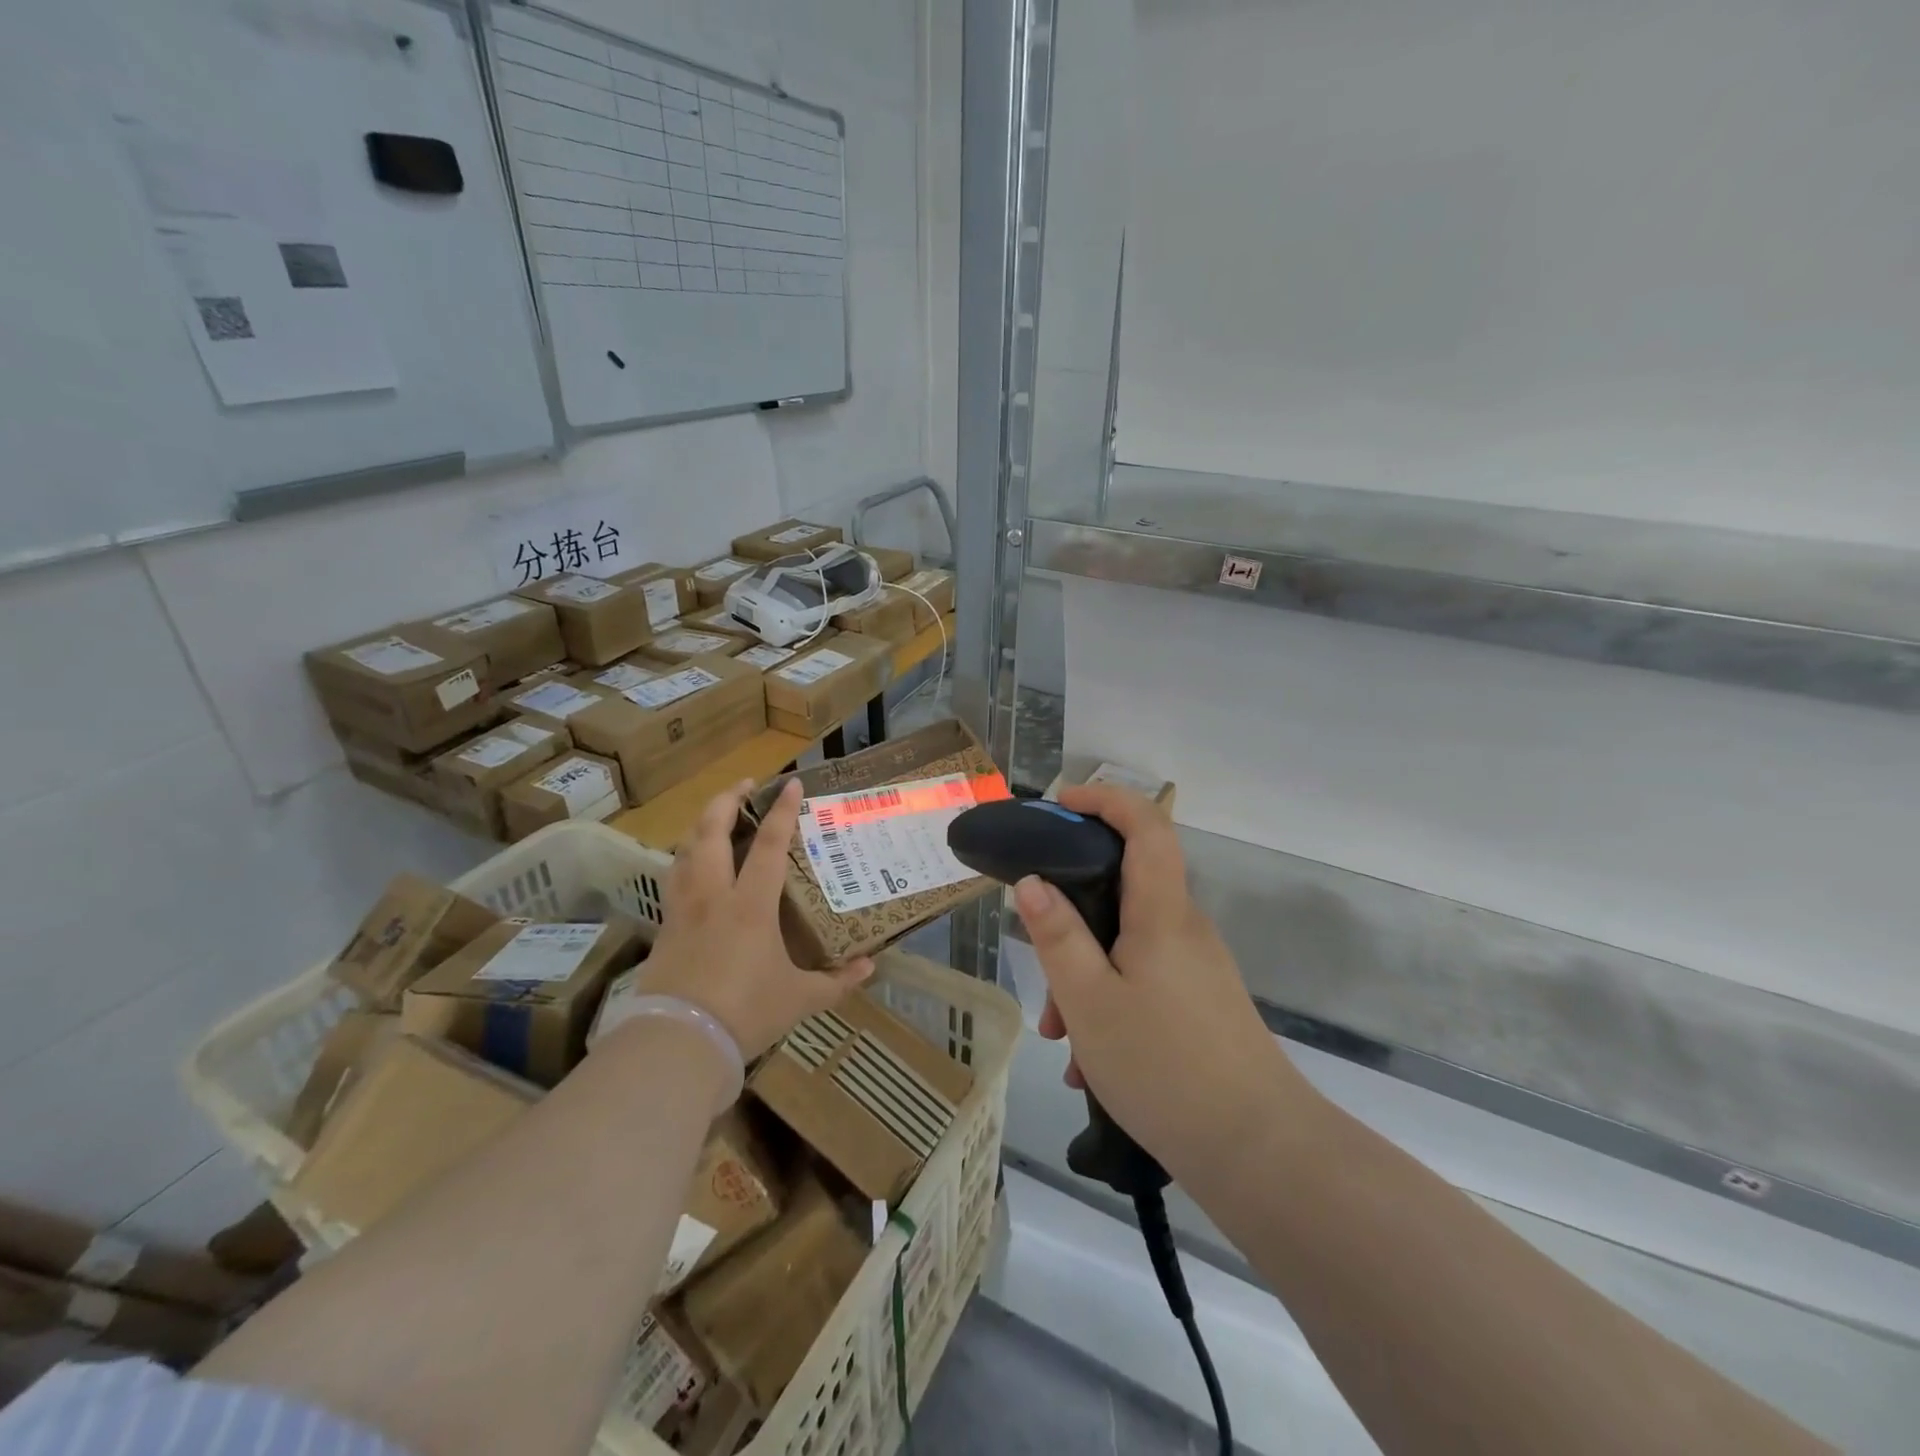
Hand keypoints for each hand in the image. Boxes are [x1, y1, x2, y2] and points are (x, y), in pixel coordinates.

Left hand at [633, 778, 872, 1060]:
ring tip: (717, 816)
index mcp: (750, 905)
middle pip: (711, 832)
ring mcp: (684, 909)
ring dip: (701, 824)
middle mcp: (714, 895)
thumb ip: (836, 981)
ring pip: (685, 850)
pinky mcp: (665, 927)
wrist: (679, 1041)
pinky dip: (685, 858)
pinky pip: (674, 878)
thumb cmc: (746, 1012)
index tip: (791, 783)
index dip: (782, 812)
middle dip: (727, 800)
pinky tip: (693, 865)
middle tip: (745, 786)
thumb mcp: (799, 999)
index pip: (768, 846)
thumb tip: (870, 967)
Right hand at [1013, 783, 1313, 1181]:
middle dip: (1072, 918)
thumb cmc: (1164, 1066)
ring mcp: (1196, 967)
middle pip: (1123, 889)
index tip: (1060, 805)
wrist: (1260, 1152)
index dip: (1105, 800)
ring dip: (1085, 976)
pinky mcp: (1200, 1002)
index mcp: (1162, 912)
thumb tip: (1032, 882)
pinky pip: (1143, 979)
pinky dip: (1109, 1002)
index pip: (1146, 824)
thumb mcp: (1089, 1000)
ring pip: (1126, 944)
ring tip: (1061, 1039)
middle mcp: (1184, 928)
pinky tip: (1091, 1064)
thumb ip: (1057, 936)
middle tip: (1040, 966)